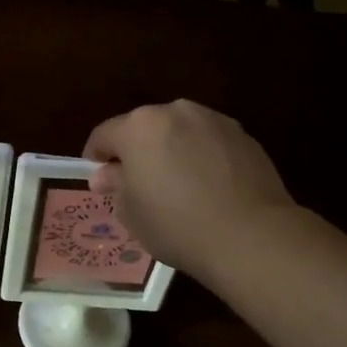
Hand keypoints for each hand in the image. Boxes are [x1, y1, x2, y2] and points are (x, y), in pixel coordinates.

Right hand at [83, 101, 295, 279]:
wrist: (250, 234)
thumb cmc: (177, 225)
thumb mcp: (132, 213)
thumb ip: (117, 186)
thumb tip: (108, 174)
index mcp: (139, 127)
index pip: (105, 134)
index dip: (97, 156)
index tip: (98, 177)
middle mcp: (175, 112)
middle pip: (145, 128)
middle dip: (138, 151)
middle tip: (139, 184)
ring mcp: (213, 120)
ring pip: (181, 131)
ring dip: (173, 150)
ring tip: (178, 185)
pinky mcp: (243, 135)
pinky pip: (210, 142)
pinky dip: (203, 156)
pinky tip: (209, 187)